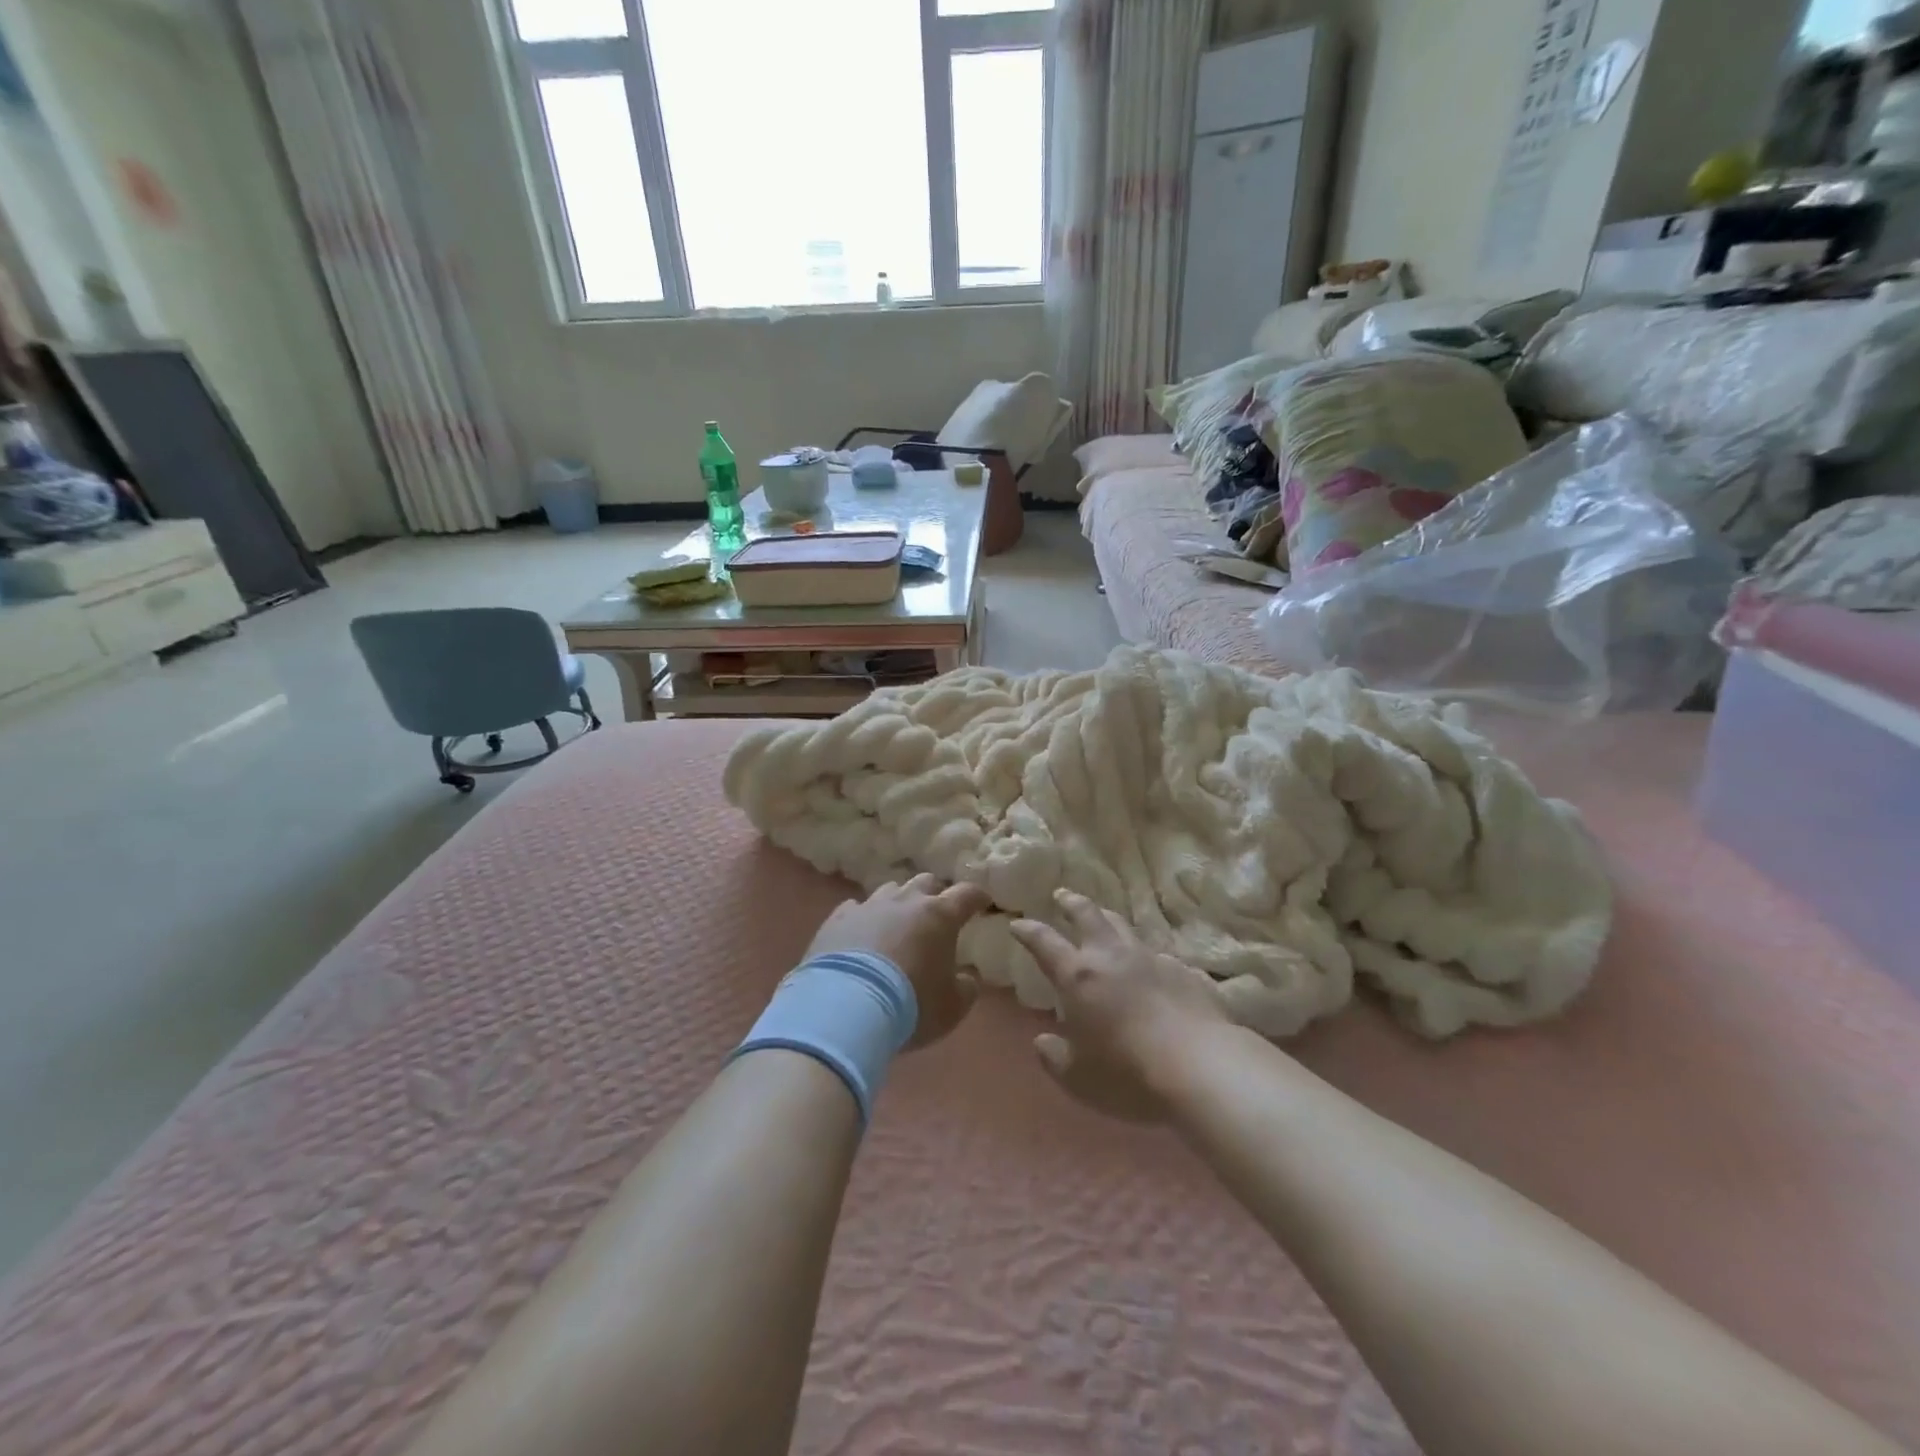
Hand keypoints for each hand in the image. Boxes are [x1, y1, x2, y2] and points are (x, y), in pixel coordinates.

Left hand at [807, 874, 993, 1048]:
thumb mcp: (952, 1007)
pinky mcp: (837, 918)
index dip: (977, 897)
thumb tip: (967, 977)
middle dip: (935, 894)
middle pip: (926, 882)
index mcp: (940, 916)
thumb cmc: (911, 1004)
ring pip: (890, 890)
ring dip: (898, 903)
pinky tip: (861, 933)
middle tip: (937, 914)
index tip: (982, 902)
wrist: (846, 1007)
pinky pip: (855, 908)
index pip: (967, 894)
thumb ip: (966, 987)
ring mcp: (869, 906)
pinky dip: (864, 918)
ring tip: (897, 923)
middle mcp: (905, 901)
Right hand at [1010, 889, 1232, 1121]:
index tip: (1017, 923)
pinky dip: (1146, 957)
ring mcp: (1152, 959)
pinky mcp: (1185, 971)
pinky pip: (1159, 956)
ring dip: (1109, 921)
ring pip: (1125, 927)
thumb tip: (1042, 1042)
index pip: (1045, 943)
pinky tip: (1151, 969)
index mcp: (1078, 976)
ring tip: (1104, 920)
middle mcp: (1112, 957)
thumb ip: (1055, 1057)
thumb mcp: (1078, 1078)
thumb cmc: (1128, 1075)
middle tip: (1062, 894)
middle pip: (1088, 916)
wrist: (1202, 1067)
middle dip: (1071, 902)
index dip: (1028, 931)